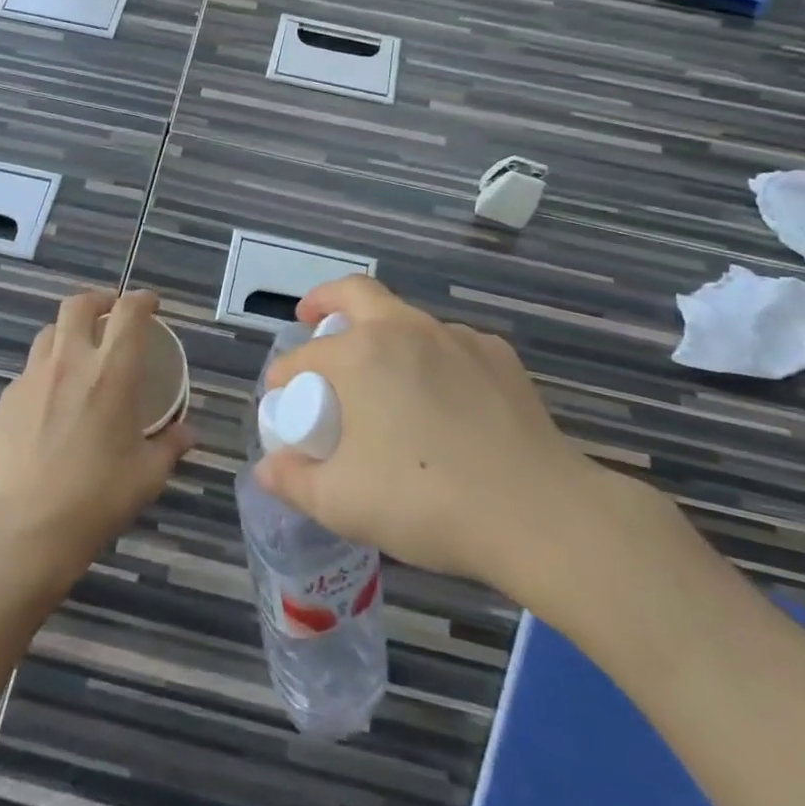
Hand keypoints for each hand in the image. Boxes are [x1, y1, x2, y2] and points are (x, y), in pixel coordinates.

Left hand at [0, 289, 193, 594]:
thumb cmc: (98, 498)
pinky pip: (30, 370)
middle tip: (110, 314)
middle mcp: (70, 361)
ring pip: (50, 332)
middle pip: (79, 304)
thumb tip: (188, 433)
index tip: (151, 304)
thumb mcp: (148, 474)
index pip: (129, 312)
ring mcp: (33, 377)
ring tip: (79, 353)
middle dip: (99, 299)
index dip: (142, 299)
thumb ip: (170, 445)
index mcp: (112, 371)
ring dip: (69, 332)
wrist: (27, 529)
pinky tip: (51, 399)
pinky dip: (46, 371)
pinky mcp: (7, 399)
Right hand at [254, 275, 628, 618]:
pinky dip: (431, 359)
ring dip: (381, 333)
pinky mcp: (498, 355)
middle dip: (324, 300)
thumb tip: (266, 468)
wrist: (538, 513)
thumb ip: (294, 481)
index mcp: (360, 354)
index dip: (283, 375)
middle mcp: (405, 329)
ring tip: (383, 377)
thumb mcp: (342, 503)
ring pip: (406, 318)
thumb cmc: (426, 501)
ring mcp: (456, 337)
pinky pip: (450, 345)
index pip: (304, 356)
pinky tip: (442, 399)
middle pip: (355, 292)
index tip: (278, 396)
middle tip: (311, 317)